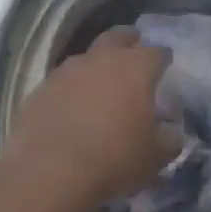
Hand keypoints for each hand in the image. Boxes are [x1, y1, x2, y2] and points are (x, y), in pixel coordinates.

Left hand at [0, 28, 182, 207]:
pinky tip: (72, 105)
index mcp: (135, 69)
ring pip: (86, 57)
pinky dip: (71, 87)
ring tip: (101, 82)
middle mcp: (100, 60)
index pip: (156, 52)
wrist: (50, 173)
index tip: (166, 65)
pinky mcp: (40, 90)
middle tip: (134, 51)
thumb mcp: (156, 156)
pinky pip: (61, 81)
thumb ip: (170, 138)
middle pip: (117, 37)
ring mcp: (65, 72)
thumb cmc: (114, 159)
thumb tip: (170, 130)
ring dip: (96, 64)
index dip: (163, 58)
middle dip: (128, 41)